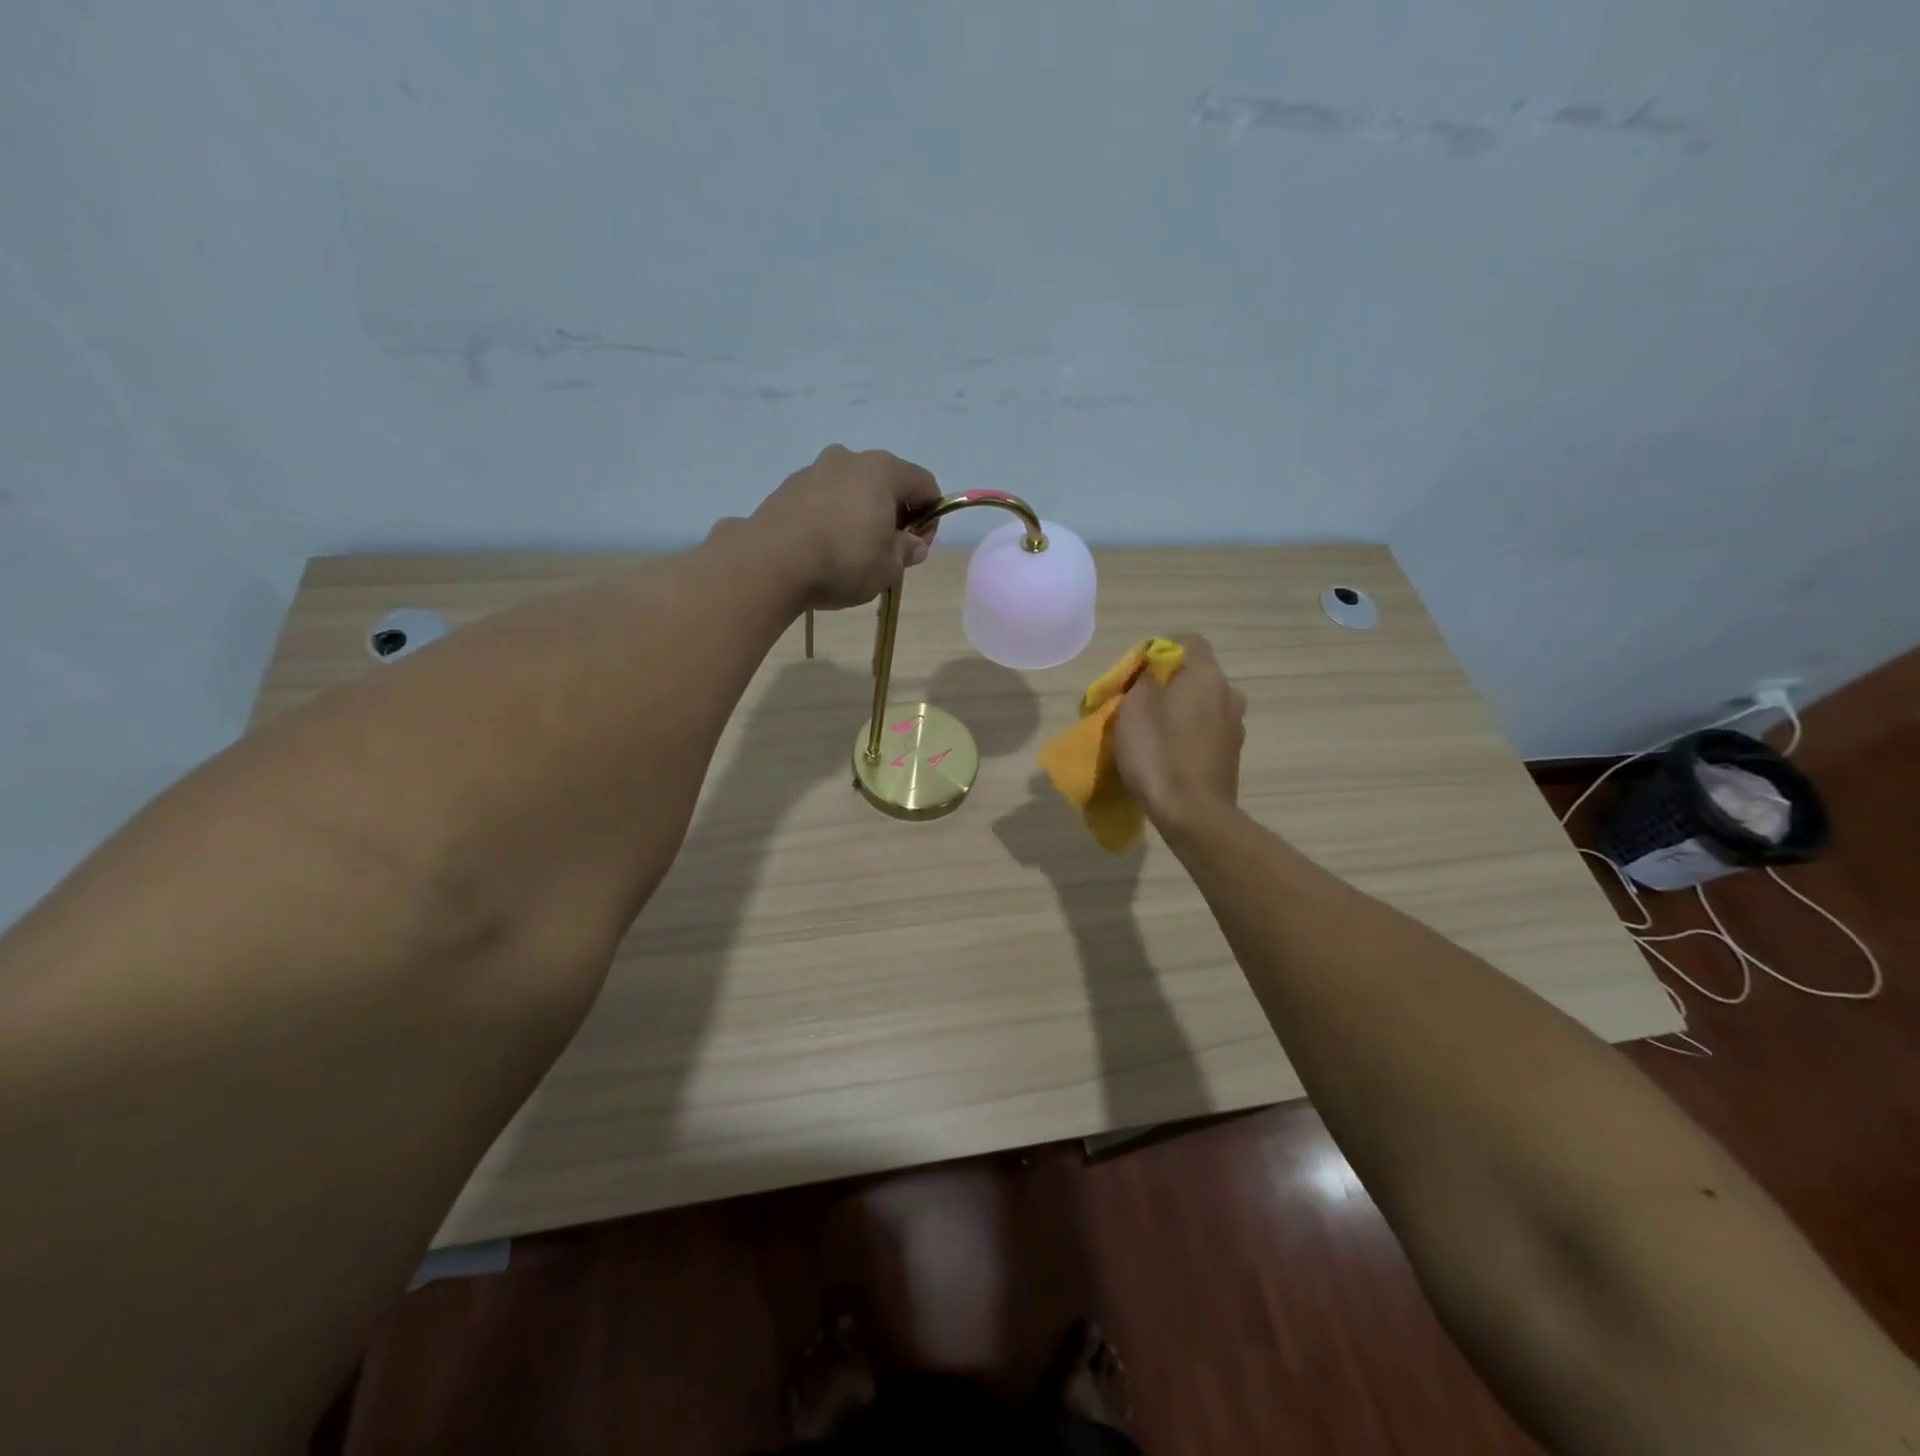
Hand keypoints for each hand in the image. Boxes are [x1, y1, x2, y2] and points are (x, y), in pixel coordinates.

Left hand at [750, 445, 941, 610]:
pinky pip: (823, 499)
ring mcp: (814, 469)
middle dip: (894, 514)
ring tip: (852, 553)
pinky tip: (824, 548)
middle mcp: (849, 459)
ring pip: (852, 489)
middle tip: (888, 551)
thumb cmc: (843, 561)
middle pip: (886, 482)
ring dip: (861, 515)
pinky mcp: (787, 488)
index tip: (918, 546)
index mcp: (883, 470)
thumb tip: (912, 544)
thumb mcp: (889, 567)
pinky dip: (832, 518)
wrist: (770, 562)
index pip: (924, 484)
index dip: (931, 516)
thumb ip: (907, 552)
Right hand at [1113, 635, 1246, 829]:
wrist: (1193, 815)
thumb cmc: (1159, 754)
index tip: (1135, 672)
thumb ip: (1144, 679)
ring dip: (1177, 710)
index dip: (1159, 649)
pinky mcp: (1231, 754)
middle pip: (1195, 674)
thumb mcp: (1135, 708)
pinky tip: (1167, 754)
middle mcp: (1228, 694)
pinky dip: (1187, 734)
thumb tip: (1153, 671)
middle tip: (1136, 703)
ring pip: (1201, 704)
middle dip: (1166, 683)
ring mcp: (1234, 726)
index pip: (1188, 641)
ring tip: (1150, 732)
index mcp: (1207, 676)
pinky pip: (1205, 730)